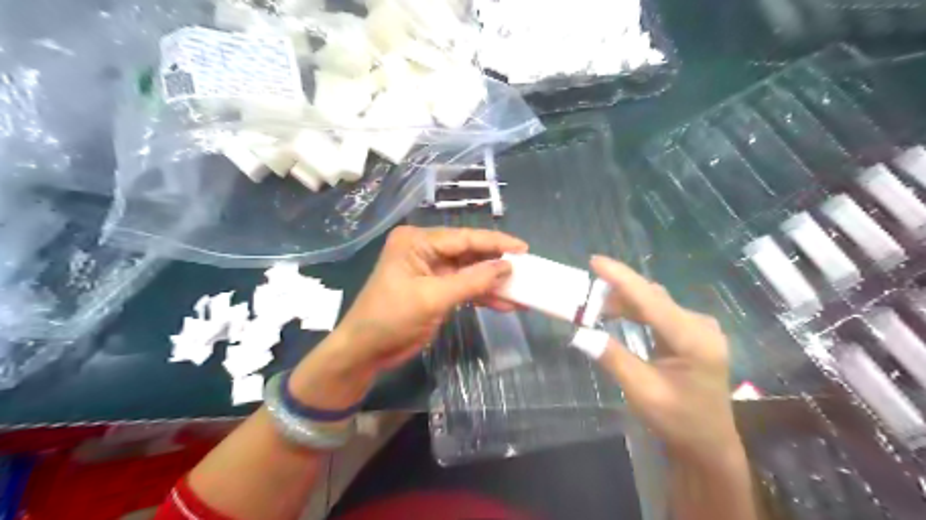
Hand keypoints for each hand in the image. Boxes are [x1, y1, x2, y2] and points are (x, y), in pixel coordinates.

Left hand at [335, 226, 523, 371]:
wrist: (365, 351)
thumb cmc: (391, 318)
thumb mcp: (433, 298)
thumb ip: (472, 281)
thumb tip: (507, 266)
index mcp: (417, 241)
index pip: (463, 238)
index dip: (495, 243)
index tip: (524, 249)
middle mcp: (425, 250)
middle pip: (469, 253)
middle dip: (497, 265)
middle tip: (527, 270)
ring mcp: (431, 271)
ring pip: (469, 272)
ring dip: (493, 284)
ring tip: (522, 292)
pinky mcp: (435, 290)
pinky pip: (464, 288)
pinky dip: (482, 296)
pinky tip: (505, 304)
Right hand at [589, 256, 743, 462]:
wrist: (707, 443)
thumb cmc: (678, 421)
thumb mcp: (641, 391)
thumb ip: (613, 358)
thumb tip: (580, 333)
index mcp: (694, 340)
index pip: (651, 301)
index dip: (622, 279)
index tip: (595, 261)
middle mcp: (699, 326)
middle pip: (652, 298)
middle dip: (617, 292)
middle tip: (584, 294)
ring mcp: (698, 328)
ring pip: (654, 303)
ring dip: (624, 302)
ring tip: (594, 307)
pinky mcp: (691, 333)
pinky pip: (658, 313)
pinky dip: (634, 311)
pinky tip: (616, 314)